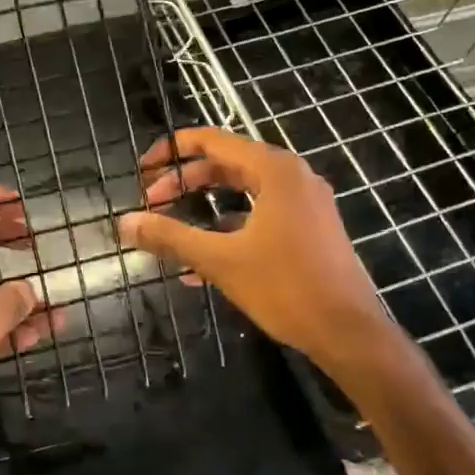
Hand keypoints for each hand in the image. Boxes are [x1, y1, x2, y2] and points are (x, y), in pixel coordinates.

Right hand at [119, 128, 412, 391]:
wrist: (350, 334)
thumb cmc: (286, 287)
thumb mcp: (220, 260)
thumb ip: (170, 237)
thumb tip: (124, 222)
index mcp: (274, 170)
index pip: (213, 140)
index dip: (173, 150)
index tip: (143, 170)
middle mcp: (292, 176)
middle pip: (226, 164)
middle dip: (184, 182)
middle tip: (151, 202)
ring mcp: (305, 203)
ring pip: (242, 191)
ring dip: (203, 207)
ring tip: (170, 228)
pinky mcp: (310, 229)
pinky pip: (260, 214)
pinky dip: (228, 227)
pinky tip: (200, 262)